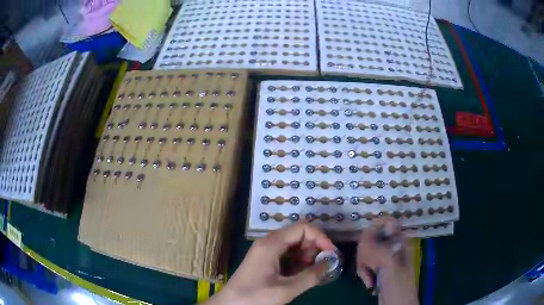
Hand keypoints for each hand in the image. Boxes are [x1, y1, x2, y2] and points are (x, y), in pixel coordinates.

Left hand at [206, 221, 335, 304]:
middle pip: (298, 234)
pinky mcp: (265, 260)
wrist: (230, 304)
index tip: (331, 253)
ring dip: (307, 256)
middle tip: (322, 265)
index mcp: (271, 244)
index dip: (320, 237)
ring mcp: (266, 251)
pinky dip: (298, 262)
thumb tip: (329, 264)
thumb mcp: (286, 289)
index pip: (302, 228)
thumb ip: (311, 276)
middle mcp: (268, 242)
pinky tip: (301, 274)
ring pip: (294, 245)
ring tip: (311, 272)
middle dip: (314, 247)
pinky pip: (287, 255)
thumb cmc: (255, 297)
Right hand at [356, 217, 418, 304]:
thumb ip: (380, 249)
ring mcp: (386, 259)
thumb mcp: (391, 267)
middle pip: (372, 237)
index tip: (365, 243)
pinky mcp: (379, 269)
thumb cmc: (399, 286)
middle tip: (367, 266)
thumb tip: (365, 234)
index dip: (374, 228)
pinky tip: (369, 283)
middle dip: (365, 253)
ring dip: (363, 265)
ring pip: (367, 251)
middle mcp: (393, 247)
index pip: (387, 222)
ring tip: (368, 279)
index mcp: (400, 242)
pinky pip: (366, 263)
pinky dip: (363, 272)